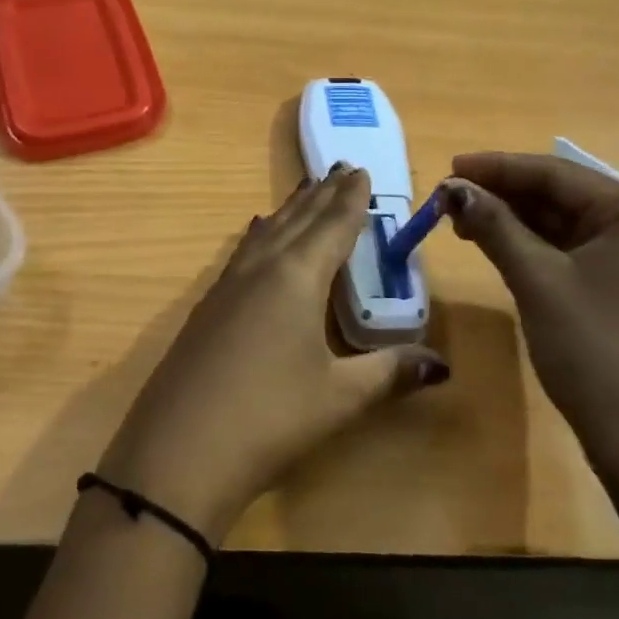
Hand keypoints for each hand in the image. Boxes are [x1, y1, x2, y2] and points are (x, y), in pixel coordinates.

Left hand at [98, 165, 448, 543]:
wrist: (178, 451)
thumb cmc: (270, 416)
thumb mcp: (339, 397)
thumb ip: (389, 373)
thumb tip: (441, 365)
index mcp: (296, 276)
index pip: (332, 226)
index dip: (350, 199)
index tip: (360, 170)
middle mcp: (261, 268)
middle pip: (297, 220)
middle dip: (321, 195)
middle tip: (339, 168)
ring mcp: (227, 285)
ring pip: (267, 232)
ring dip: (290, 210)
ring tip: (305, 192)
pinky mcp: (207, 307)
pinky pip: (244, 252)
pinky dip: (262, 235)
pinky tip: (258, 237)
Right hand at [442, 151, 618, 468]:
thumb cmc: (592, 350)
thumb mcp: (537, 280)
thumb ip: (494, 226)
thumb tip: (452, 189)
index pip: (558, 175)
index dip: (499, 168)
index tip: (450, 168)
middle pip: (560, 196)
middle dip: (503, 194)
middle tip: (448, 197)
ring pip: (561, 223)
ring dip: (512, 219)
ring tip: (460, 219)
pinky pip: (568, 249)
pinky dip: (529, 244)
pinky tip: (493, 243)